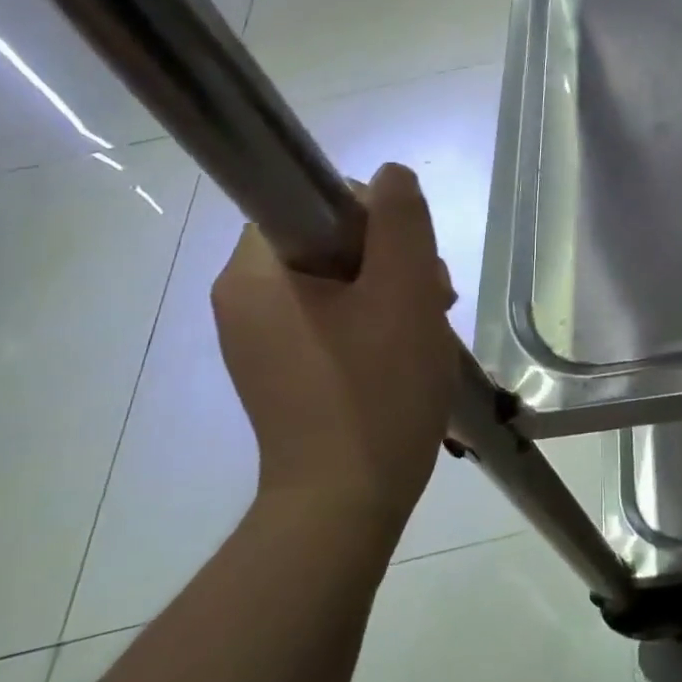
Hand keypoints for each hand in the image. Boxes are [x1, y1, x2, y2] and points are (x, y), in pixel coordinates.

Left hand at [212, 164, 456, 534]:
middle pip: (328, 243)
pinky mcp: (287, 369)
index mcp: (255, 274)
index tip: (409, 256)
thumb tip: (390, 177)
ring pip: (338, 281)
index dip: (369, 215)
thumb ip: (400, 222)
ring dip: (392, 290)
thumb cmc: (376, 390)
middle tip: (435, 296)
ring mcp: (264, 339)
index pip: (309, 202)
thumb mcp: (403, 293)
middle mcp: (245, 300)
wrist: (346, 504)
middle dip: (391, 258)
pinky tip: (409, 349)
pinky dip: (376, 321)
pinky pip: (335, 319)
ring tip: (431, 327)